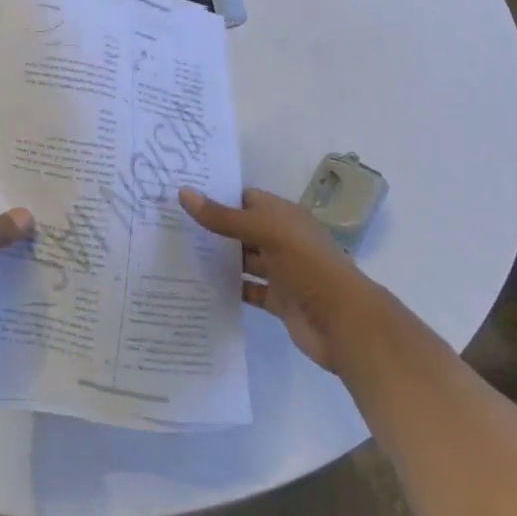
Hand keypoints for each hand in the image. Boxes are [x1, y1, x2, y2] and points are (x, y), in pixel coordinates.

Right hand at [178, 186, 381, 374]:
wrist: (345, 323)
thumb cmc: (308, 265)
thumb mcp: (265, 232)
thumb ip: (223, 217)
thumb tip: (183, 193)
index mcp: (284, 217)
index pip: (246, 199)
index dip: (218, 196)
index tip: (182, 195)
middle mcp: (282, 240)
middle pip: (242, 229)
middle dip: (213, 228)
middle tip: (172, 224)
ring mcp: (281, 272)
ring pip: (243, 260)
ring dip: (218, 259)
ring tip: (178, 253)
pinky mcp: (279, 300)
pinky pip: (248, 289)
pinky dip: (229, 288)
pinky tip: (200, 286)